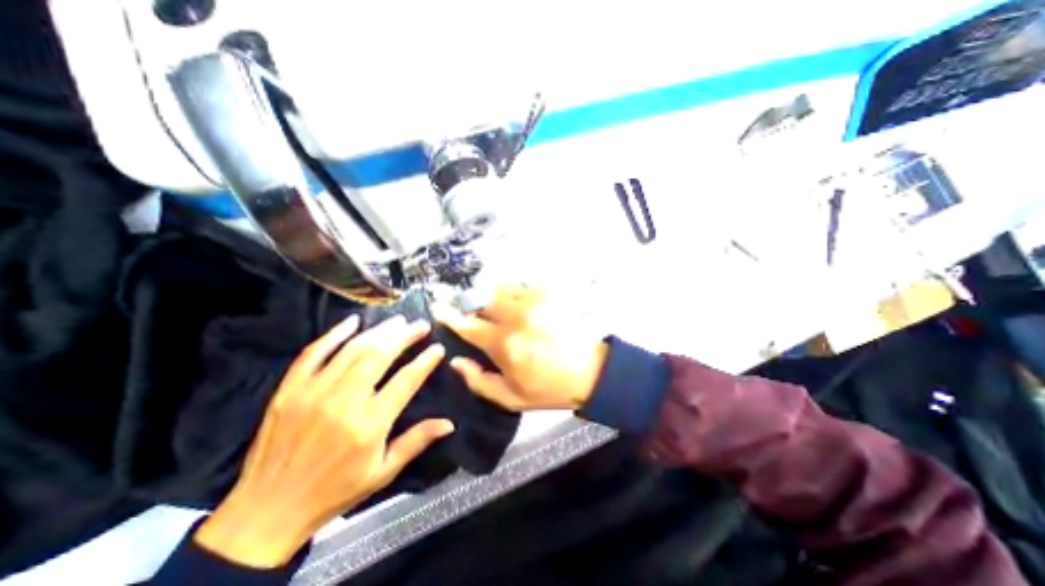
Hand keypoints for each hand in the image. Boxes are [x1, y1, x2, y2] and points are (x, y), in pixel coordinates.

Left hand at [195, 315, 454, 566]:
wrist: (266, 513)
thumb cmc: (334, 491)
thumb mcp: (383, 472)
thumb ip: (416, 441)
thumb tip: (449, 424)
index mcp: (369, 424)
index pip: (406, 380)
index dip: (425, 361)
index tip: (438, 348)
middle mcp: (343, 402)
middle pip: (380, 355)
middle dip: (404, 336)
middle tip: (420, 325)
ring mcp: (312, 392)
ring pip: (352, 349)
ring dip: (379, 331)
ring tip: (397, 321)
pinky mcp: (289, 390)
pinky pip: (313, 353)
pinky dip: (333, 334)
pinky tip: (352, 321)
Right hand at [436, 284, 614, 410]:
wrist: (589, 372)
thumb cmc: (548, 388)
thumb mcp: (510, 398)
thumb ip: (478, 381)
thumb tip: (456, 360)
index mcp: (504, 344)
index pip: (468, 325)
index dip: (450, 315)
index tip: (437, 306)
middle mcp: (515, 317)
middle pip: (481, 299)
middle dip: (471, 303)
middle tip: (471, 310)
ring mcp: (533, 302)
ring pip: (499, 288)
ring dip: (491, 296)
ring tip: (494, 307)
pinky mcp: (548, 294)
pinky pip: (520, 286)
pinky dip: (511, 293)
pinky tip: (516, 305)